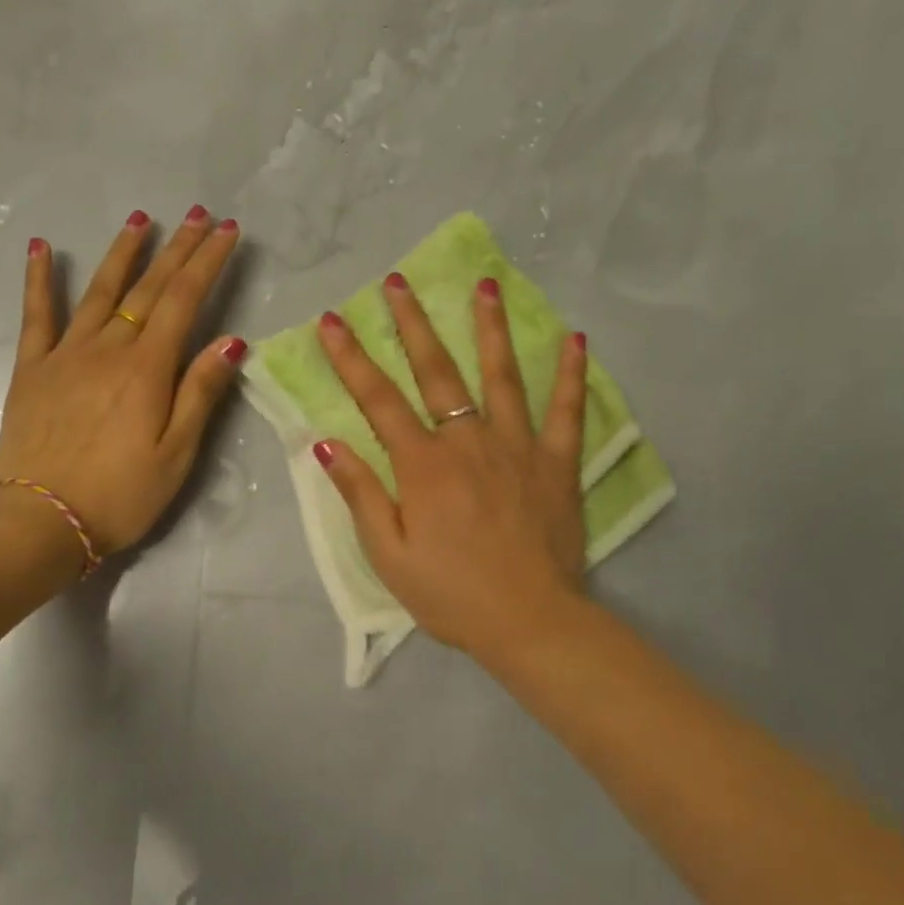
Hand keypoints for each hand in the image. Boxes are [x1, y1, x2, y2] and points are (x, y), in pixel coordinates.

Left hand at [0, 206, 243, 557]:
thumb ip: (200, 393)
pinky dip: (38, 280)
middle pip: (149, 288)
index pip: (185, 301)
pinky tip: (39, 247)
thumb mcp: (176, 454)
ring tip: (141, 218)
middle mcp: (108, 349)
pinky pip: (37, 316)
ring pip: (100, 291)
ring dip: (123, 253)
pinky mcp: (33, 369)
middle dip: (178, 248)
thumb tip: (231, 341)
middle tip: (198, 214)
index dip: (208, 262)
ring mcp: (66, 354)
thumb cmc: (119, 496)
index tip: (227, 231)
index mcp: (147, 369)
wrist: (38, 522)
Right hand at [314, 275, 588, 658]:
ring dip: (490, 328)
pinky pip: (567, 411)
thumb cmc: (451, 594)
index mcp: (423, 465)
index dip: (351, 358)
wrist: (530, 623)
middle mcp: (468, 442)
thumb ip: (361, 494)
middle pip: (437, 371)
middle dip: (413, 323)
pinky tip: (576, 339)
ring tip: (485, 286)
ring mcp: (518, 447)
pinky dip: (572, 375)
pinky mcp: (557, 463)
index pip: (378, 400)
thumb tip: (327, 444)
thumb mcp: (388, 554)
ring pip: (502, 376)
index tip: (333, 321)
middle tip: (398, 281)